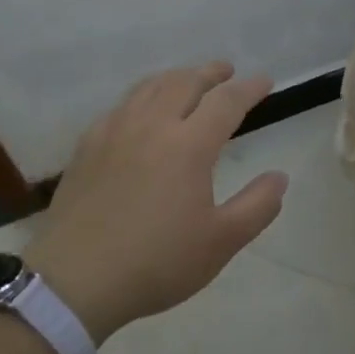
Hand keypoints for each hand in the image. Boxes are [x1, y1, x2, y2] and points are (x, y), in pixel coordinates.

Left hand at [24, 61, 287, 342]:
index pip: (226, 101)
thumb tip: (280, 177)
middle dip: (211, 72)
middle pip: (185, 82)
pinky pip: (121, 106)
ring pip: (150, 87)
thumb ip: (257, 206)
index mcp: (189, 145)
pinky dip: (143, 96)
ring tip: (188, 80)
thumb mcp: (221, 242)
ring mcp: (115, 132)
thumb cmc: (156, 262)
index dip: (249, 88)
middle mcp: (152, 126)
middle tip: (227, 71)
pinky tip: (141, 111)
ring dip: (176, 77)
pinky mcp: (87, 147)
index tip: (265, 82)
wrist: (74, 282)